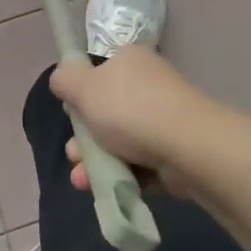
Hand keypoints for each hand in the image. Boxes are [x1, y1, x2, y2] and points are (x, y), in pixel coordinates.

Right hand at [49, 46, 219, 195]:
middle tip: (74, 156)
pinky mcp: (175, 151)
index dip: (80, 97)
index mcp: (130, 61)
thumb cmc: (129, 109)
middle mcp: (149, 85)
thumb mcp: (83, 87)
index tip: (71, 117)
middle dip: (85, 140)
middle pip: (106, 113)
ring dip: (97, 163)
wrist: (187, 147)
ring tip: (83, 181)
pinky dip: (123, 177)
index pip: (98, 75)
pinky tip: (108, 189)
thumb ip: (64, 80)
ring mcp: (164, 119)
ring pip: (120, 142)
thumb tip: (62, 80)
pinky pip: (140, 164)